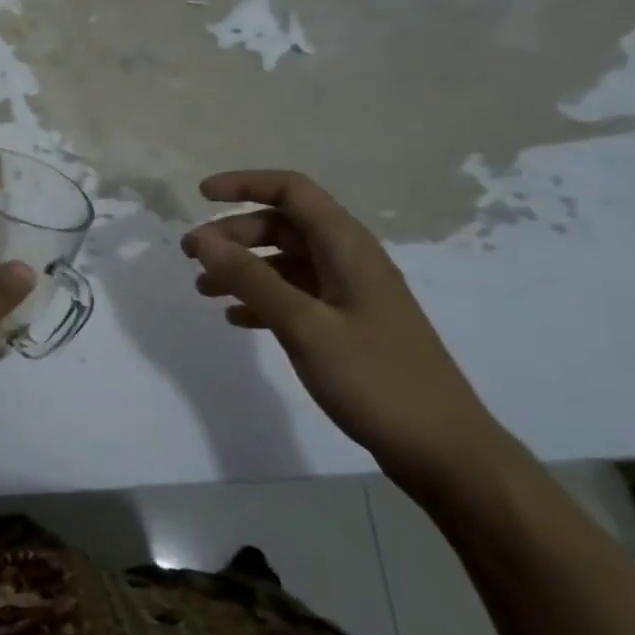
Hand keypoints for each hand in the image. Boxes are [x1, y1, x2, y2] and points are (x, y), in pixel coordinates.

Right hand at [181, 169, 507, 490]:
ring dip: (243, 269)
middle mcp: (350, 261)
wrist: (443, 450)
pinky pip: (296, 297)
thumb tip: (204, 240)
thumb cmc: (376, 379)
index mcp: (347, 247)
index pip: (292, 191)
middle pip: (284, 226)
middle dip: (234, 235)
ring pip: (286, 263)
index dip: (245, 184)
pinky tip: (237, 319)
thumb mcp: (305, 326)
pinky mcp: (348, 327)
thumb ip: (252, 279)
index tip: (201, 195)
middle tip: (191, 256)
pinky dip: (262, 300)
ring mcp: (350, 295)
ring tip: (203, 290)